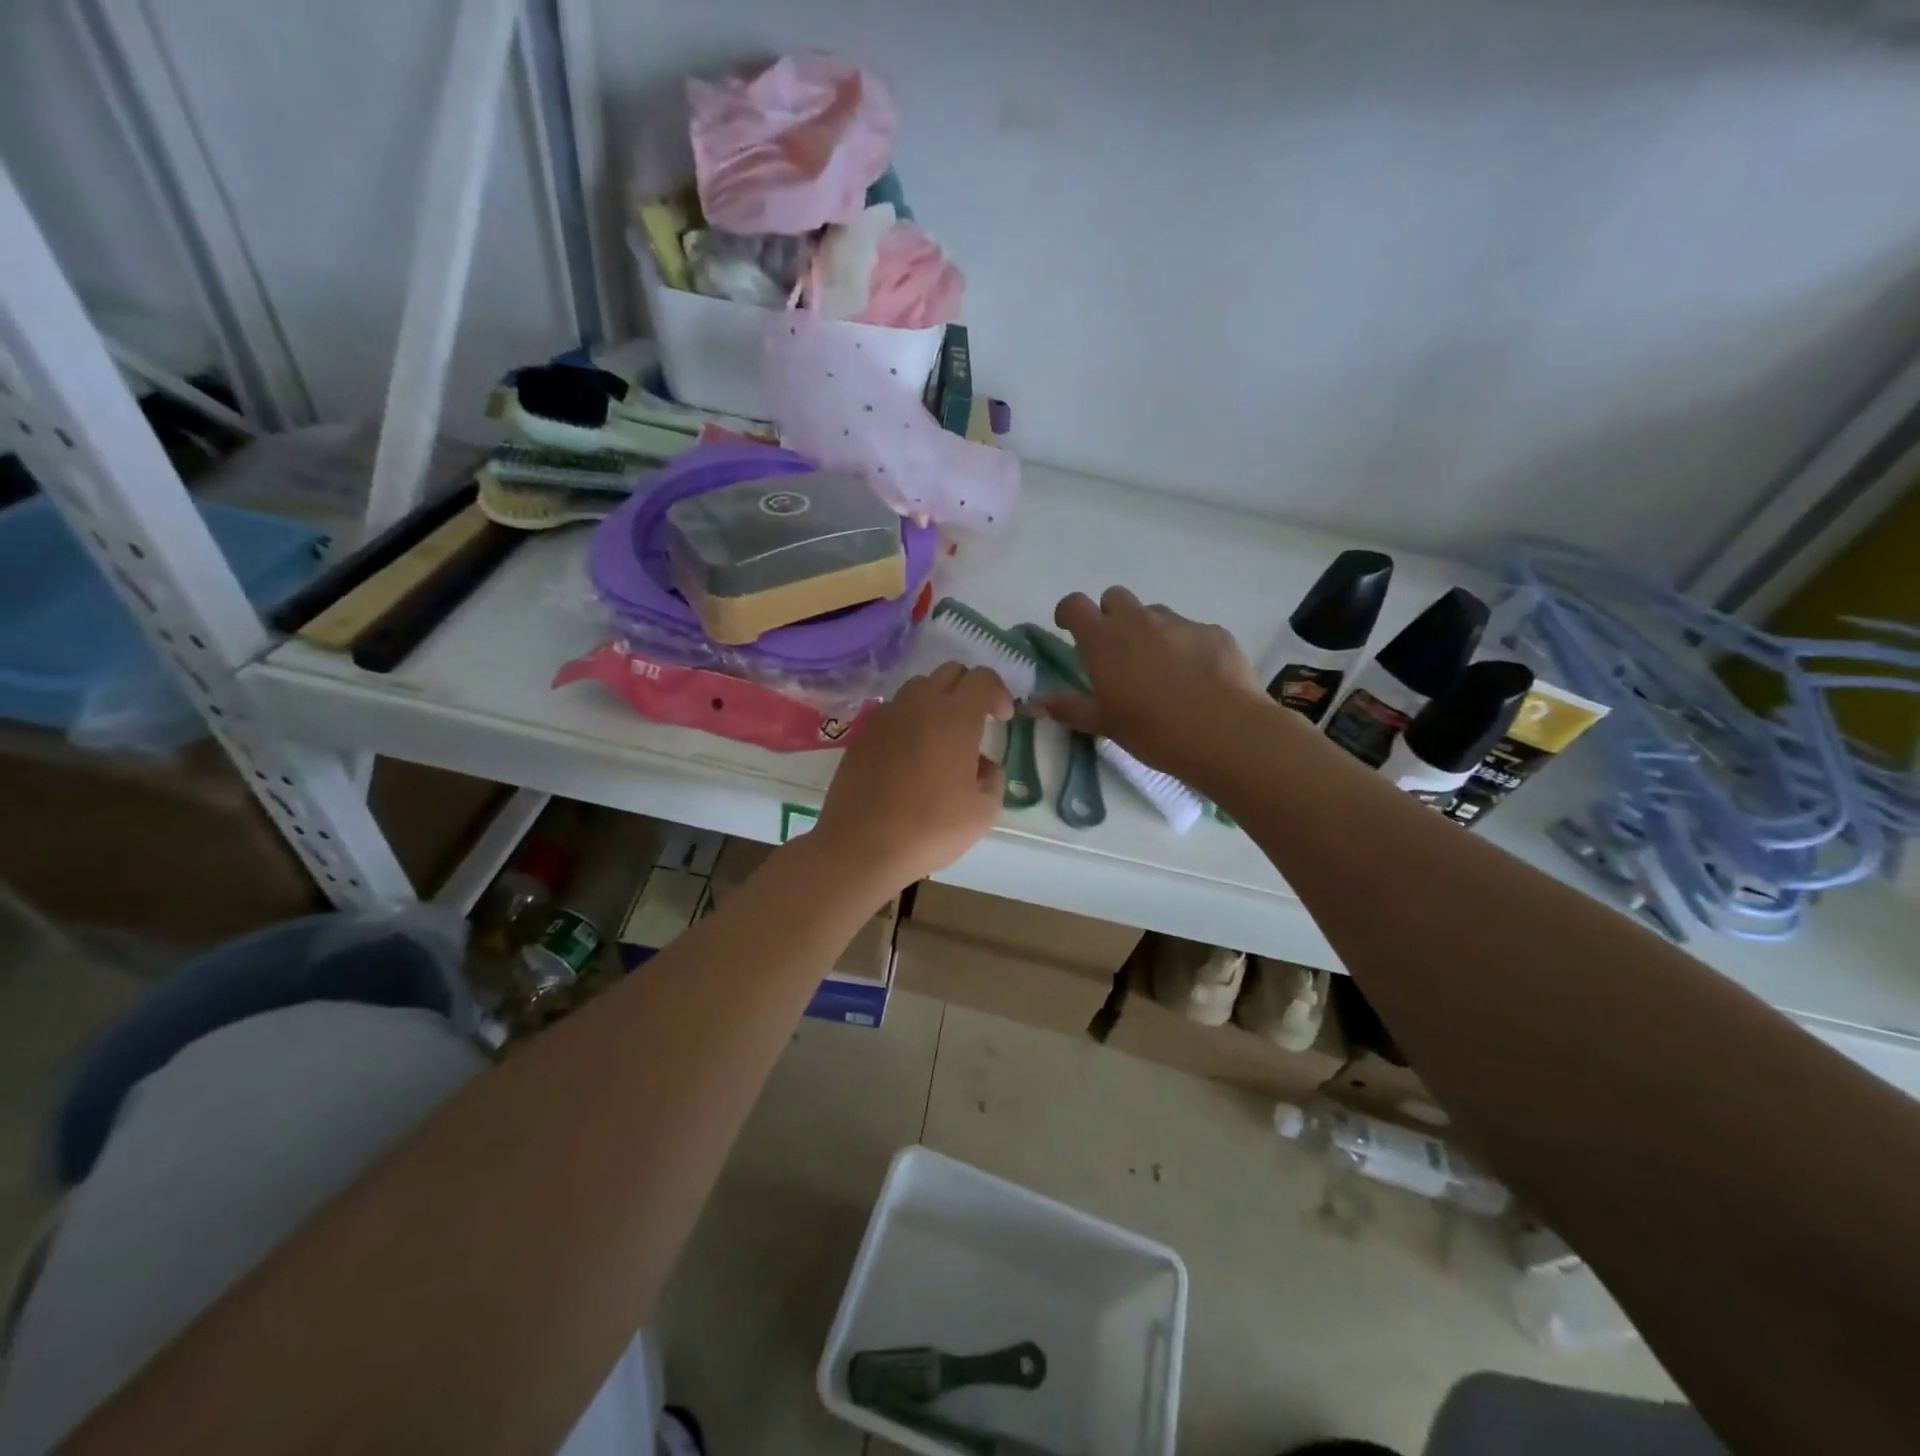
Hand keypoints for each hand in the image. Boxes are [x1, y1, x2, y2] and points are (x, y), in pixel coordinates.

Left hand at [812, 663, 1012, 892]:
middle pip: (950, 673)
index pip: (983, 679)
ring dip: (937, 701)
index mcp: (955, 717)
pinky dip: (909, 720)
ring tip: (941, 737)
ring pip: (918, 688)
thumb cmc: (930, 828)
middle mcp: (919, 705)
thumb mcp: (983, 812)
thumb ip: (993, 779)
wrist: (861, 845)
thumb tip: (983, 765)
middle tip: (976, 723)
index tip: (1003, 720)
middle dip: (969, 690)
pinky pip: (893, 711)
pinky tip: (911, 754)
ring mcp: (886, 716)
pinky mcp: (863, 733)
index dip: (999, 693)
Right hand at [1038, 587, 1265, 778]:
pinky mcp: (1214, 632)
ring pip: (1155, 614)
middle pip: (1115, 598)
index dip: (1069, 613)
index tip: (1069, 629)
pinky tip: (1197, 679)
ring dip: (1149, 632)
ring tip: (1160, 670)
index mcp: (1104, 640)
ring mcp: (1179, 623)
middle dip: (1111, 616)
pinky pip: (1191, 631)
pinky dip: (1186, 647)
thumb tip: (1031, 704)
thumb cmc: (1152, 731)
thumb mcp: (1103, 724)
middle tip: (1117, 652)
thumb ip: (1067, 708)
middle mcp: (1138, 621)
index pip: (1075, 604)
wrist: (1225, 733)